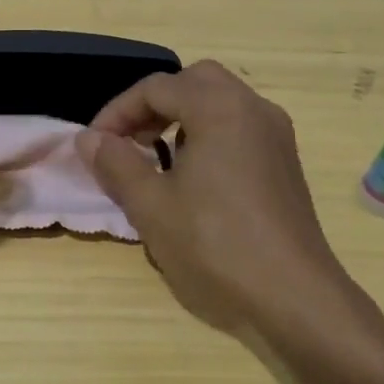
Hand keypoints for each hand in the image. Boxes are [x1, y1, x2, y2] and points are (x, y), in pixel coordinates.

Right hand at [78, 61, 365, 331]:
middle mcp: (254, 109)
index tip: (95, 146)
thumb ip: (116, 164)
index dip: (117, 112)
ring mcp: (276, 136)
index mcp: (220, 109)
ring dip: (181, 118)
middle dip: (153, 105)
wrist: (295, 300)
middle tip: (128, 141)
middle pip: (194, 82)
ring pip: (220, 102)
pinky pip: (239, 127)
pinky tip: (193, 179)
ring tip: (155, 159)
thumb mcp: (151, 207)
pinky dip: (208, 134)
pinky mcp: (285, 164)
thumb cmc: (215, 246)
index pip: (156, 88)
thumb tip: (88, 138)